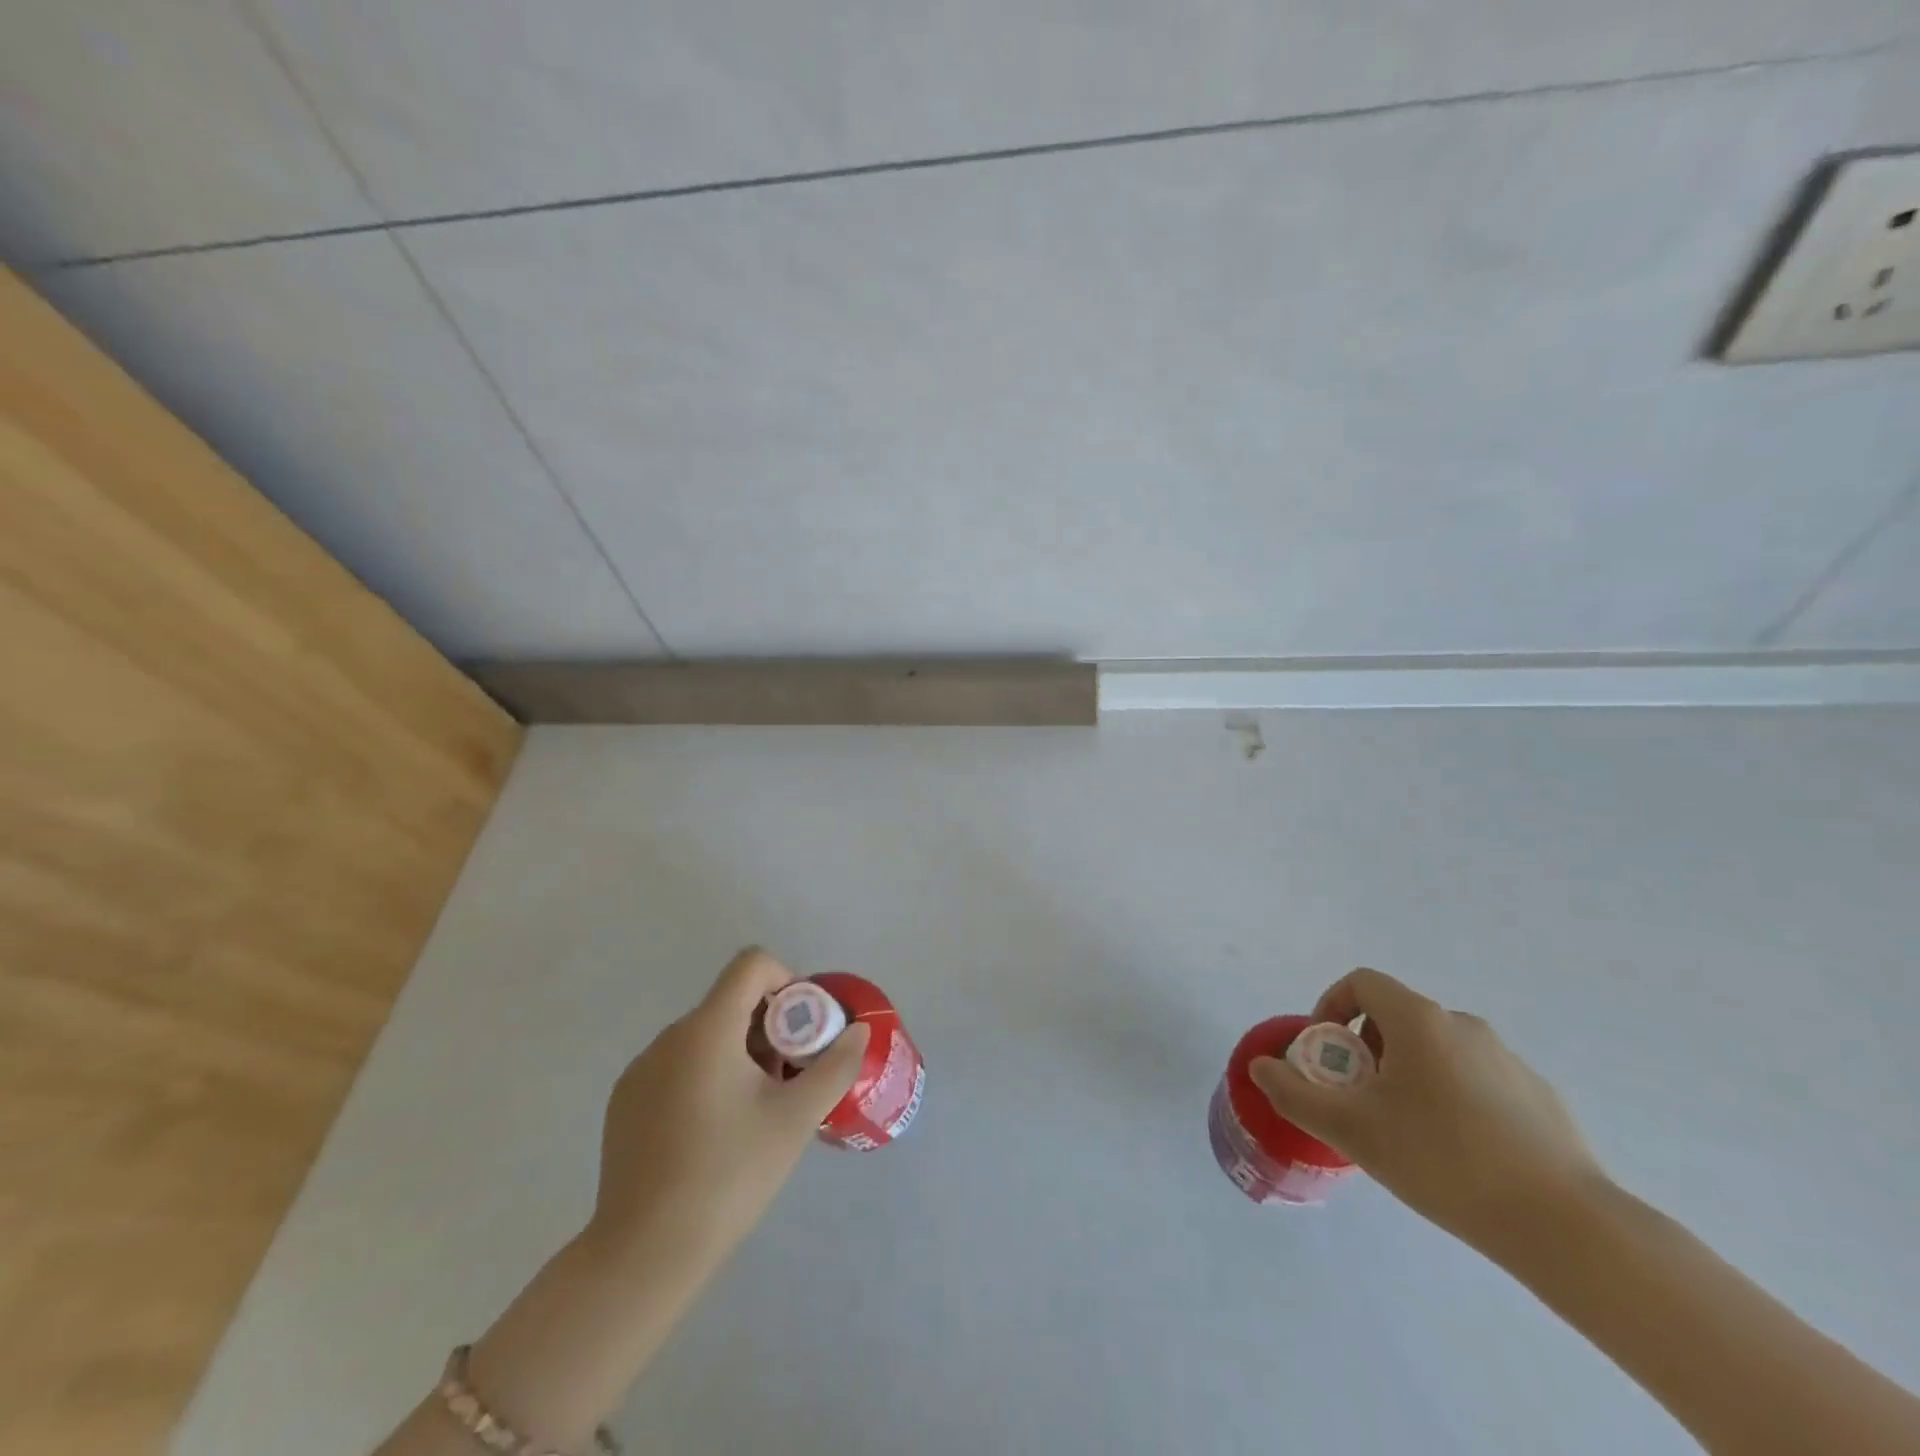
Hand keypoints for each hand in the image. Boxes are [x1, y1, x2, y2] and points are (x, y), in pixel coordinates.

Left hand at [585, 947, 869, 1270]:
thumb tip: (858, 1031)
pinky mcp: (626, 1101)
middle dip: (770, 1028)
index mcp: (707, 1029)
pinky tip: (714, 1132)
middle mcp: (669, 1037)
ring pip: (705, 1036)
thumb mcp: (795, 1120)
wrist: (644, 1255)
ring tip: (755, 1111)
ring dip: (739, 1053)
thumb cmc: (728, 1176)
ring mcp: (641, 1069)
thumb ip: (834, 1066)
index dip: (788, 982)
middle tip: (789, 1079)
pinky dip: (706, 1076)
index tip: (803, 1031)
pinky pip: (678, 1064)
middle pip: (731, 1002)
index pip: (752, 964)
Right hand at [1250, 968, 1608, 1250]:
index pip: (1362, 982)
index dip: (1332, 1006)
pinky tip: (1460, 1154)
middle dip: (1366, 1050)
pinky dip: (1452, 1098)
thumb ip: (1295, 1093)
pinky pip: (1476, 1080)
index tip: (1326, 1054)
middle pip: (1397, 1017)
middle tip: (1359, 1101)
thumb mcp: (1352, 1129)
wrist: (1566, 1226)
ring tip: (1406, 1133)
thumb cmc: (1443, 1160)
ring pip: (1437, 1051)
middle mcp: (1464, 1025)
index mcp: (1419, 1019)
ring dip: (1408, 1075)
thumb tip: (1261, 1067)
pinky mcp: (1540, 1097)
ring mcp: (1508, 1060)